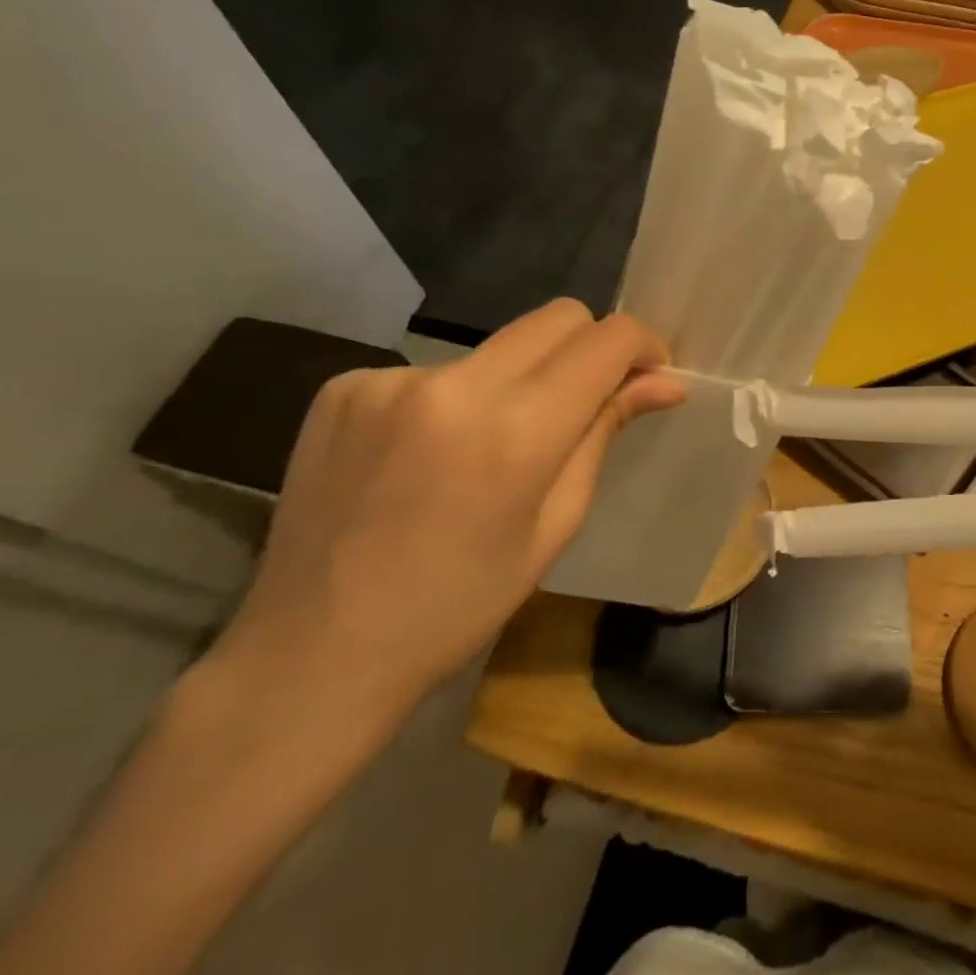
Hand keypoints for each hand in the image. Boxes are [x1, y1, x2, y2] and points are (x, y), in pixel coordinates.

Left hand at [209, 300, 684, 722]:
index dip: (642, 346)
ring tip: (488, 448)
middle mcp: (454, 385)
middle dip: (589, 347)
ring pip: (497, 346)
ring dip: (518, 379)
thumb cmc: (457, 607)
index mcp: (515, 431)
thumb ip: (605, 433)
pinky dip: (453, 399)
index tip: (648, 375)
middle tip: (583, 404)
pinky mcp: (345, 385)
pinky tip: (426, 456)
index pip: (606, 340)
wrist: (310, 656)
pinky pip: (435, 370)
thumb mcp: (553, 525)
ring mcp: (390, 379)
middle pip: (556, 318)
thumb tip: (665, 382)